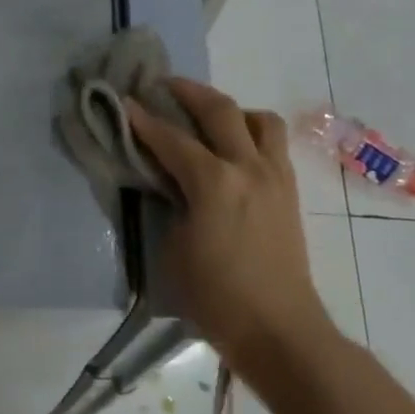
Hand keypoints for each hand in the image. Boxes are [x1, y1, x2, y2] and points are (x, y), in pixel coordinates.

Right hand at [127, 79, 329, 364]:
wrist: (277, 328)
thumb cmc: (215, 296)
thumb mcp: (174, 248)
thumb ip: (172, 204)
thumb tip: (172, 183)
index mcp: (214, 182)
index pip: (172, 139)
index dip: (144, 120)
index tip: (125, 102)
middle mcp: (248, 167)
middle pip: (221, 110)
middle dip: (189, 92)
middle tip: (165, 85)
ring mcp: (275, 176)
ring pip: (260, 120)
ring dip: (232, 110)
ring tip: (211, 120)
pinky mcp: (289, 191)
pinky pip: (273, 145)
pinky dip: (252, 134)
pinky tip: (235, 151)